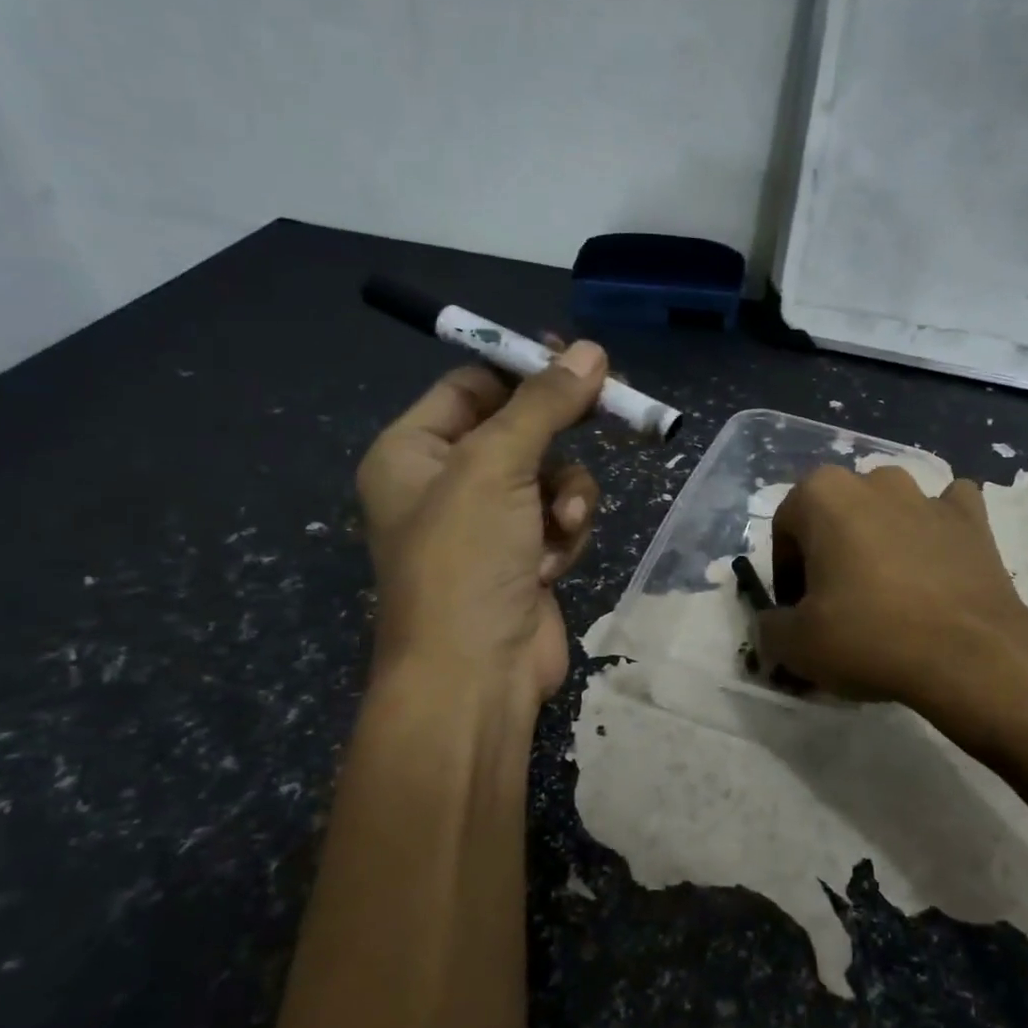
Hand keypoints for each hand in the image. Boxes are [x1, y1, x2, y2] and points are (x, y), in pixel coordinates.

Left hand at [356, 341, 606, 707]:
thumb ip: (544, 404)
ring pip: (551, 474)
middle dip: (561, 430)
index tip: (580, 359)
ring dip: (567, 494)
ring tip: (560, 524)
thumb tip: (592, 351)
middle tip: (614, 404)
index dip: (526, 369)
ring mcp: (489, 522)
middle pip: (520, 427)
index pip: (473, 385)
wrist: (475, 675)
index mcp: (414, 451)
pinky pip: (560, 516)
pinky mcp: (526, 555)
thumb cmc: (466, 559)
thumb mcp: (497, 466)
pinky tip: (554, 563)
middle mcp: (447, 481)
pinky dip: (566, 532)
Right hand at [756, 465, 1027, 756]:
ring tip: (889, 590)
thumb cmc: (869, 636)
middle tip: (839, 604)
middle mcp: (873, 480)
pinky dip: (936, 531)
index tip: (799, 613)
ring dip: (881, 538)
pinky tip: (936, 565)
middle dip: (831, 552)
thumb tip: (775, 623)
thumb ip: (769, 626)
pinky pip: (945, 513)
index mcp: (822, 494)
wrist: (970, 654)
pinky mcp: (973, 517)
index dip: (786, 575)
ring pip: (889, 509)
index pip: (785, 530)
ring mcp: (928, 494)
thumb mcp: (795, 644)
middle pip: (836, 516)